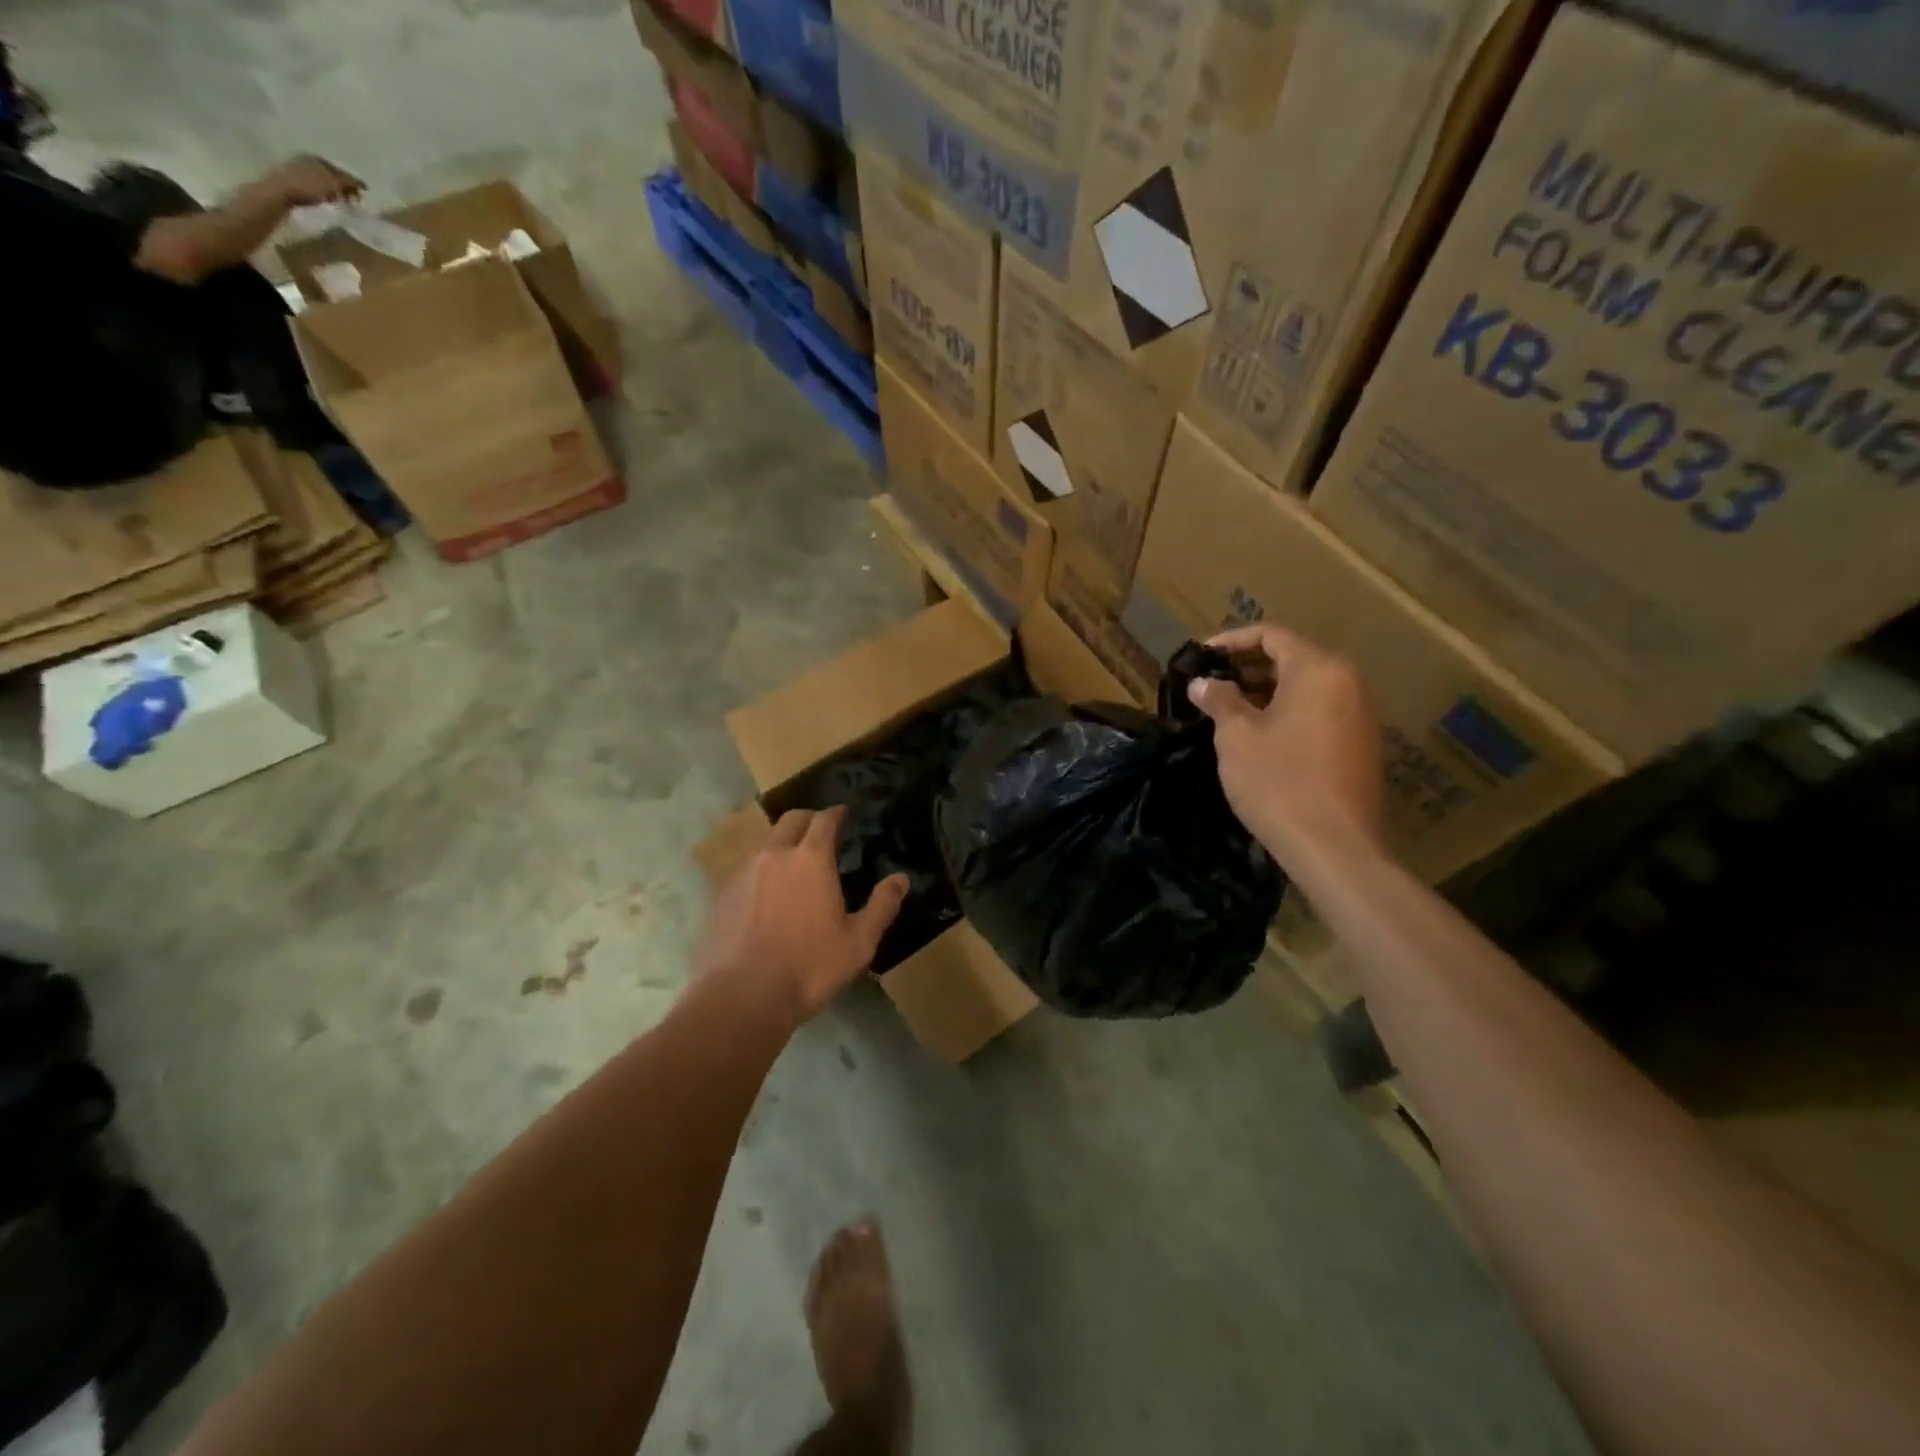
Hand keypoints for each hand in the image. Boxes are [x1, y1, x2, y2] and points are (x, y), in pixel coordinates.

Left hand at [265, 154, 363, 206]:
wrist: (279, 192)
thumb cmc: (308, 186)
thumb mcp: (333, 183)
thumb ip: (349, 182)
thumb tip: (362, 185)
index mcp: (317, 157)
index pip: (341, 170)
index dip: (353, 183)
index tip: (362, 196)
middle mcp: (306, 159)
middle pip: (331, 175)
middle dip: (343, 187)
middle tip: (353, 201)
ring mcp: (297, 169)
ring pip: (323, 181)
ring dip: (333, 192)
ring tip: (341, 204)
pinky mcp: (291, 181)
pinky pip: (314, 187)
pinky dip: (323, 194)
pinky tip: (327, 203)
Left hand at [696, 806, 908, 1022]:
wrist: (742, 997)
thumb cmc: (809, 967)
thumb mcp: (859, 942)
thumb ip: (882, 906)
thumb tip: (901, 879)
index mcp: (811, 859)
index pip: (824, 820)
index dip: (836, 813)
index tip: (843, 813)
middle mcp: (774, 855)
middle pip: (790, 820)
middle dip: (808, 819)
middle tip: (821, 830)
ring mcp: (743, 874)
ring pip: (765, 844)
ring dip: (782, 844)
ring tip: (794, 864)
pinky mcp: (722, 896)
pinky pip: (746, 871)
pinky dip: (762, 872)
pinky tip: (767, 896)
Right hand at [1187, 624, 1386, 871]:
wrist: (1334, 846)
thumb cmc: (1278, 781)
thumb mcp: (1237, 737)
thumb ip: (1219, 700)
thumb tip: (1203, 683)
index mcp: (1319, 670)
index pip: (1272, 635)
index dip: (1231, 641)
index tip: (1200, 655)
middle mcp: (1348, 683)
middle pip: (1293, 658)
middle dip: (1247, 667)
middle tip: (1210, 683)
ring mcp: (1360, 715)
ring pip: (1306, 687)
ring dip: (1266, 691)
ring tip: (1227, 709)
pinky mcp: (1361, 744)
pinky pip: (1319, 711)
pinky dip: (1287, 712)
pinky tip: (1259, 735)